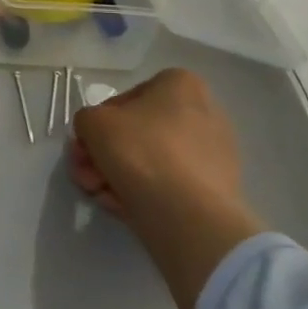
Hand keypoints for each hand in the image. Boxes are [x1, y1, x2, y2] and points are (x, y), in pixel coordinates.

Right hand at [69, 68, 264, 308]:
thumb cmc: (140, 155)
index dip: (101, 126)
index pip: (127, 99)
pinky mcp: (220, 196)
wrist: (189, 222)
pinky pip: (169, 189)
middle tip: (86, 177)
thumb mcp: (93, 124)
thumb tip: (95, 140)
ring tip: (101, 199)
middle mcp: (206, 114)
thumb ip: (86, 121)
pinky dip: (144, 198)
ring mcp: (218, 157)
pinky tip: (124, 213)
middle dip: (106, 155)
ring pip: (152, 163)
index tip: (87, 151)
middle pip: (138, 133)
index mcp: (181, 86)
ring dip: (120, 178)